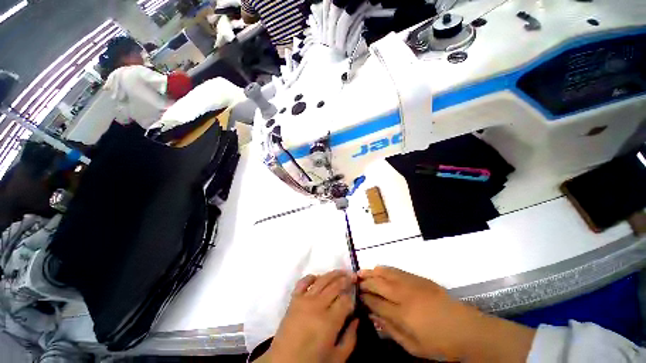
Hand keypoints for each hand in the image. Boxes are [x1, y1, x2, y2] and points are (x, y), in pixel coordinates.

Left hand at [265, 271, 358, 362]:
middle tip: (354, 276)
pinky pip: (303, 282)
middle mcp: (318, 305)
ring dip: (334, 273)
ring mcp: (304, 299)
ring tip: (342, 271)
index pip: (345, 300)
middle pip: (335, 286)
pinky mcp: (294, 299)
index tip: (356, 295)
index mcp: (329, 321)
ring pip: (322, 280)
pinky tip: (318, 277)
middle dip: (346, 279)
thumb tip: (357, 319)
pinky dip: (311, 277)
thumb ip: (350, 338)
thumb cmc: (312, 362)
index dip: (352, 296)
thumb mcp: (337, 359)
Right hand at [359, 266, 534, 361]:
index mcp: (402, 315)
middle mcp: (404, 295)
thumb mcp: (413, 346)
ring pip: (385, 273)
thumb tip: (373, 315)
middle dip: (364, 283)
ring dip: (371, 272)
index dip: (364, 298)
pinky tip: (378, 269)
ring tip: (361, 272)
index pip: (376, 302)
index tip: (356, 296)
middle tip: (354, 282)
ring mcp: (412, 284)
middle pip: (377, 284)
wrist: (467, 329)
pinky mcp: (419, 278)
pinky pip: (397, 270)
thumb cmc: (439, 344)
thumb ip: (390, 330)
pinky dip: (384, 269)